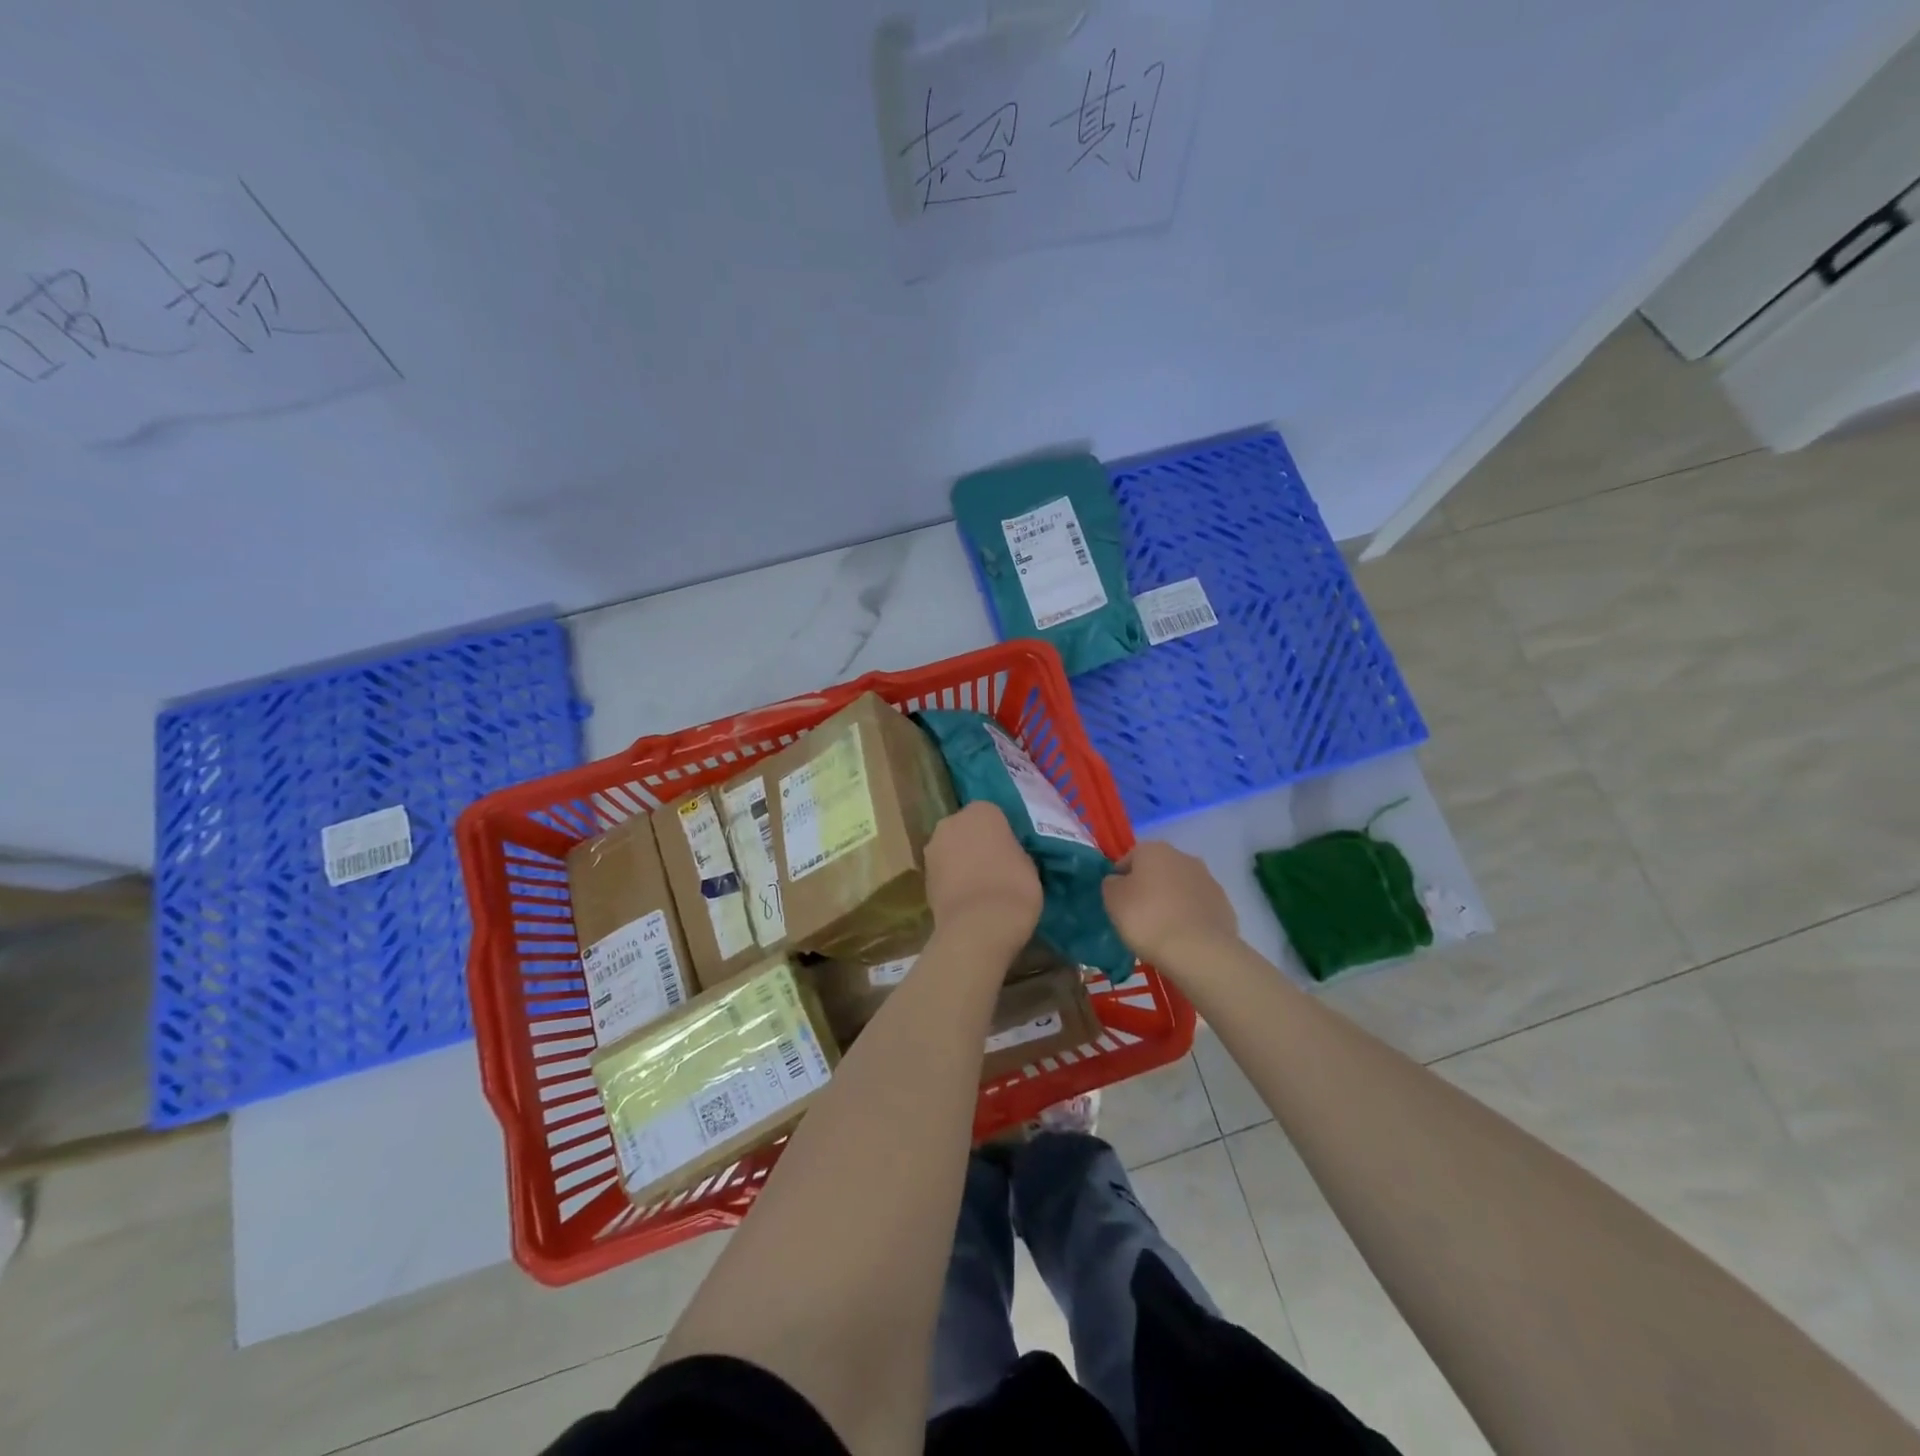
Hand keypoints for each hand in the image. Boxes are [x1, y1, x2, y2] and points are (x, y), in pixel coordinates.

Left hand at [924, 803, 1041, 950]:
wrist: (978, 926)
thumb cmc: (1013, 887)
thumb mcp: (1029, 864)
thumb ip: (1013, 851)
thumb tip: (1005, 856)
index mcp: (981, 811)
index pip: (994, 815)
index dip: (1003, 834)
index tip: (1012, 851)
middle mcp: (951, 822)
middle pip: (966, 829)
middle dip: (977, 843)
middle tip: (996, 866)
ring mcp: (932, 849)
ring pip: (952, 850)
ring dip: (962, 861)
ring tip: (982, 887)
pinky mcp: (923, 876)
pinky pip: (944, 872)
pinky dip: (953, 881)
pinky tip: (968, 899)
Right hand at [1102, 841, 1238, 967]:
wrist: (1199, 951)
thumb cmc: (1148, 919)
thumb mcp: (1113, 899)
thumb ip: (1111, 883)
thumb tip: (1118, 881)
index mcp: (1154, 849)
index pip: (1128, 859)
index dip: (1120, 880)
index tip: (1117, 903)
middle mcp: (1183, 857)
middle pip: (1157, 871)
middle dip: (1148, 888)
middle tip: (1138, 916)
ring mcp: (1208, 880)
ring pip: (1180, 888)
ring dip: (1170, 902)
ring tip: (1161, 930)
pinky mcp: (1224, 905)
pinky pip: (1198, 908)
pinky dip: (1189, 917)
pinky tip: (1182, 938)